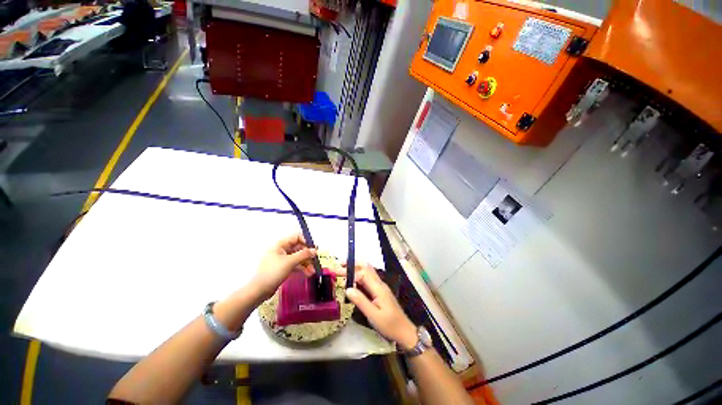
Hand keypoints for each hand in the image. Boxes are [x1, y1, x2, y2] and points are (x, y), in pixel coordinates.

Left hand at [251, 234, 316, 300]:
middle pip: (299, 248)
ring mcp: (283, 260)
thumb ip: (304, 254)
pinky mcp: (283, 268)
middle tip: (315, 261)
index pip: (297, 238)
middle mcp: (282, 250)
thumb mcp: (290, 262)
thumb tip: (314, 250)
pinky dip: (302, 268)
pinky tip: (308, 273)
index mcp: (281, 245)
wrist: (259, 290)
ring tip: (312, 271)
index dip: (306, 242)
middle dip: (308, 255)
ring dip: (306, 263)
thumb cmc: (272, 272)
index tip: (314, 248)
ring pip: (298, 258)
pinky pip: (296, 265)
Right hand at [341, 263, 417, 349]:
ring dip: (356, 269)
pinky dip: (360, 276)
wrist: (405, 332)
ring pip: (368, 272)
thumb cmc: (389, 325)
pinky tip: (353, 282)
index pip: (362, 274)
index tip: (337, 274)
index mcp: (378, 288)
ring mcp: (380, 287)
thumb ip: (360, 301)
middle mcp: (380, 284)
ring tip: (344, 271)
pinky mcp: (380, 292)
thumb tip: (347, 289)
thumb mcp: (373, 315)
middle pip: (366, 268)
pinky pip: (369, 280)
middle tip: (340, 266)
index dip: (350, 272)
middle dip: (353, 265)